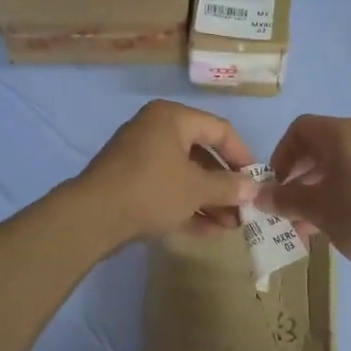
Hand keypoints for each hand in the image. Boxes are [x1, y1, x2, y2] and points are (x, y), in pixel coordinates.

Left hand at [76, 101, 259, 246]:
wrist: (93, 216)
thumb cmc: (151, 190)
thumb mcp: (196, 189)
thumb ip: (228, 187)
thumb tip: (253, 188)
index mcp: (172, 118)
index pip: (219, 129)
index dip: (242, 155)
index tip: (257, 180)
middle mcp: (155, 131)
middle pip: (202, 155)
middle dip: (225, 185)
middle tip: (245, 208)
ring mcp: (140, 159)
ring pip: (185, 177)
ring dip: (210, 201)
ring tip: (232, 226)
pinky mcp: (131, 185)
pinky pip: (167, 191)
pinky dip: (188, 207)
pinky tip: (210, 232)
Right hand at [258, 115, 350, 274]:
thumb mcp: (316, 209)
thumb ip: (284, 199)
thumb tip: (257, 195)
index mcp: (342, 134)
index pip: (300, 129)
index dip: (281, 154)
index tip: (275, 184)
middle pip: (320, 146)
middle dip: (298, 175)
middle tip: (287, 205)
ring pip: (340, 164)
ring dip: (317, 188)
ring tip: (307, 222)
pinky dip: (341, 192)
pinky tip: (337, 223)